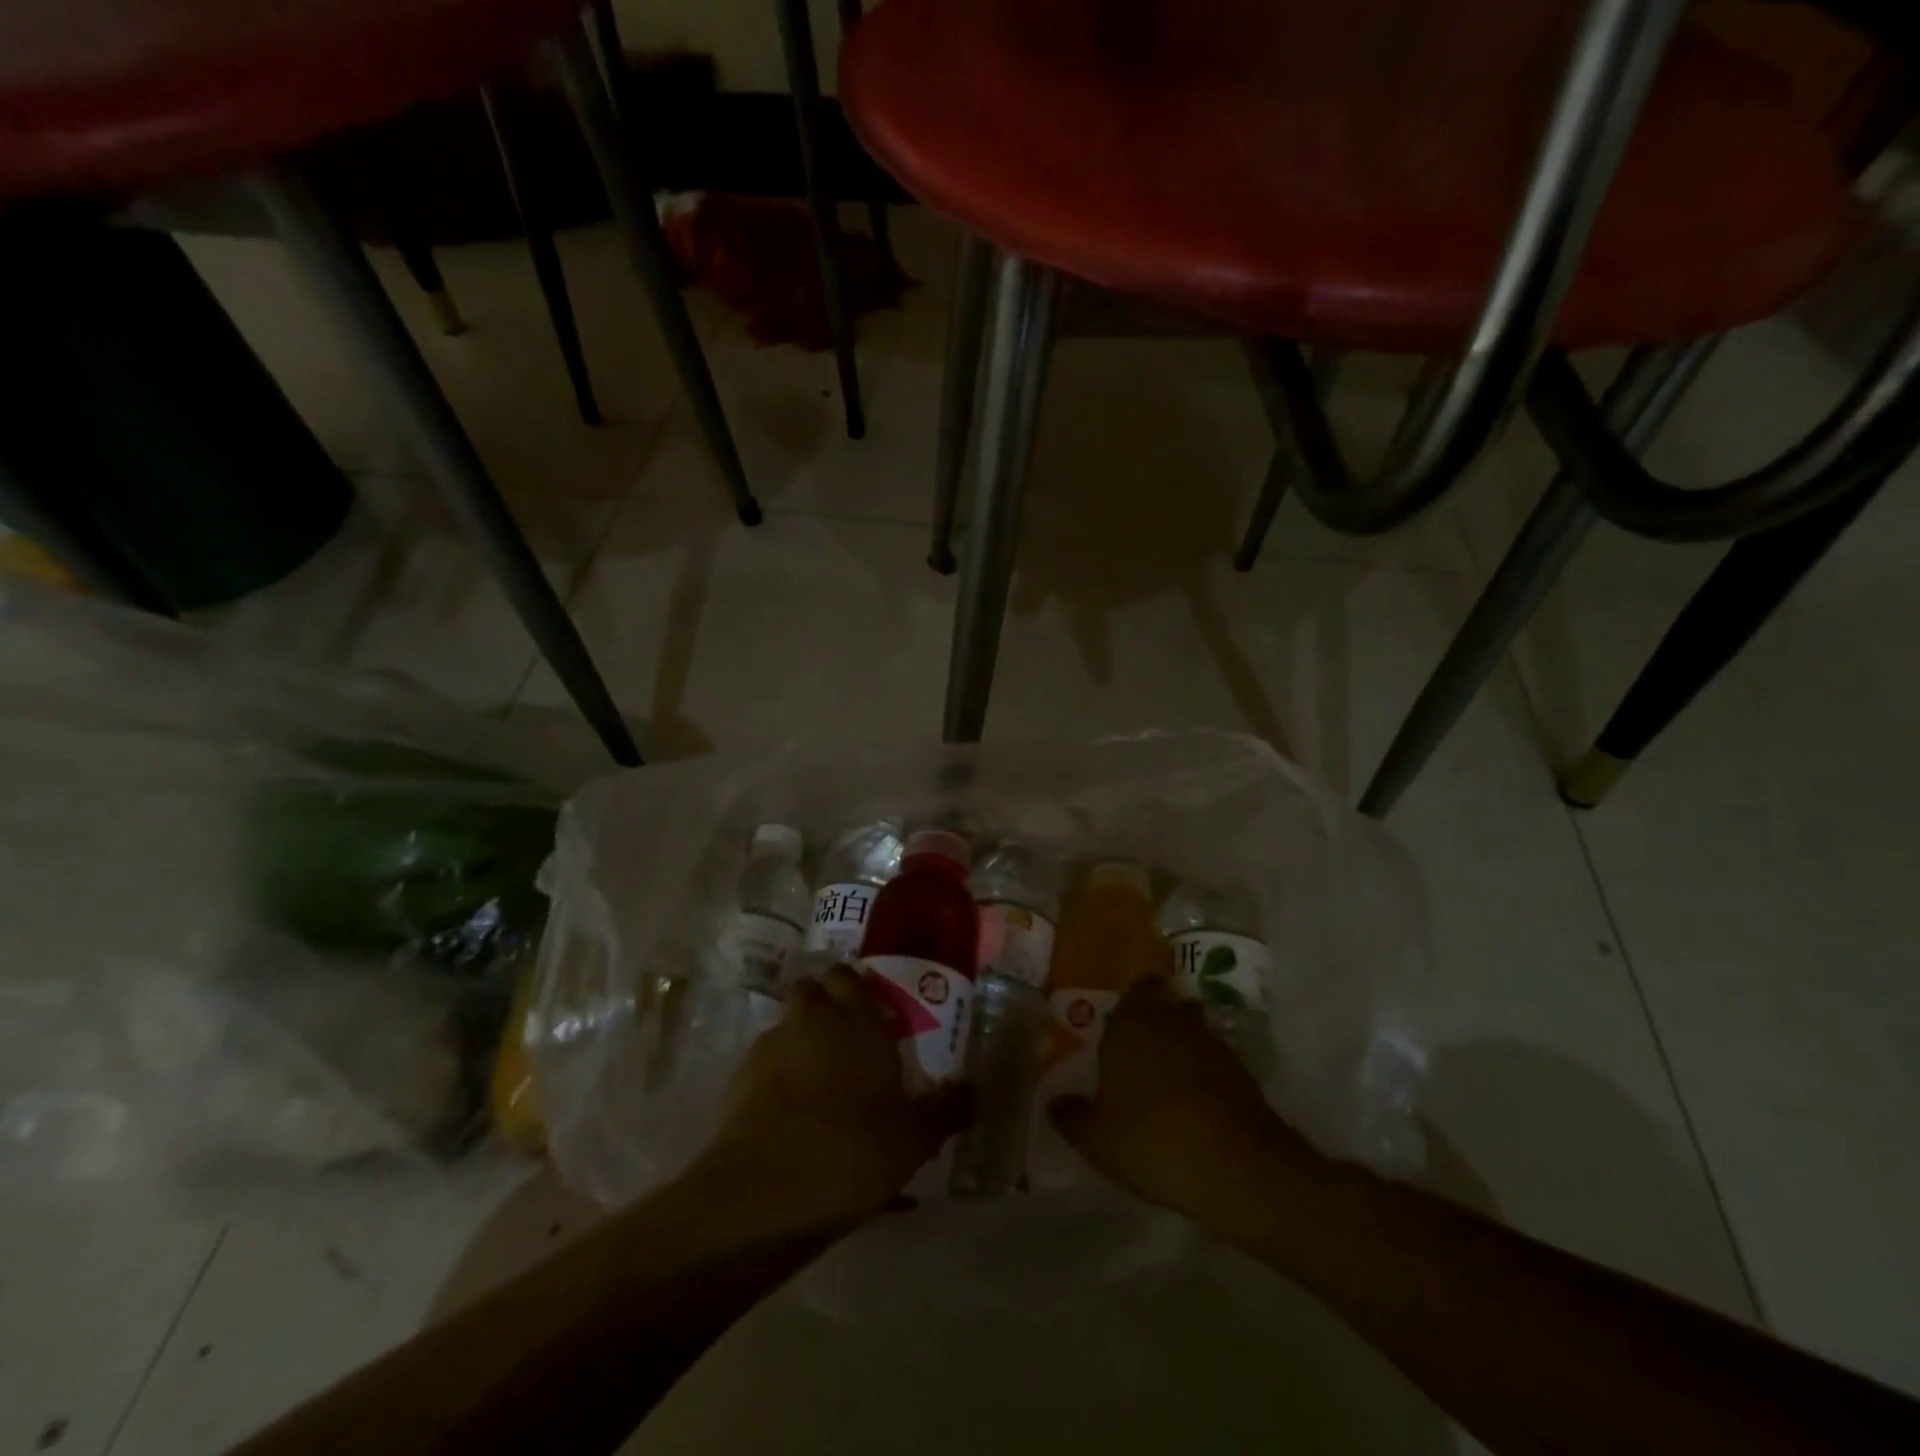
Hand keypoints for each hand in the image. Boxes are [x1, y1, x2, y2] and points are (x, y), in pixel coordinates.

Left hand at [696, 965, 971, 1228]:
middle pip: (811, 990)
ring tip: (816, 1084)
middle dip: (824, 1006)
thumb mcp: (913, 1140)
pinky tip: (789, 1115)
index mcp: (857, 1020)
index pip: (849, 976)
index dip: (857, 990)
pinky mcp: (738, 1079)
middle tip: (845, 1042)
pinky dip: (775, 1076)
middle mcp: (812, 1019)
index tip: (872, 1015)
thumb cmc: (853, 1152)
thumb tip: (971, 1092)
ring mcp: (770, 1046)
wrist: (764, 1193)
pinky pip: (764, 1064)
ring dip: (799, 1041)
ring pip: (786, 1026)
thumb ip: (943, 1111)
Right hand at [1049, 977, 1329, 1229]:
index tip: (1117, 1023)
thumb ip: (1072, 1115)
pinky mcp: (1243, 1075)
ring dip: (1180, 1049)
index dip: (1129, 1002)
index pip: (1135, 989)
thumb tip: (1054, 1102)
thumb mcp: (1096, 1139)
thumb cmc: (1152, 1139)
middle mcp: (1173, 1021)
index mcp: (1132, 1023)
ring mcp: (1213, 1045)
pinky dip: (1204, 1077)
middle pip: (1166, 1006)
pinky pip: (1214, 1064)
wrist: (1238, 1169)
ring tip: (1163, 1083)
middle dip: (1154, 1021)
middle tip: (1135, 1050)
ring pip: (1192, 1033)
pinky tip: (1193, 1109)